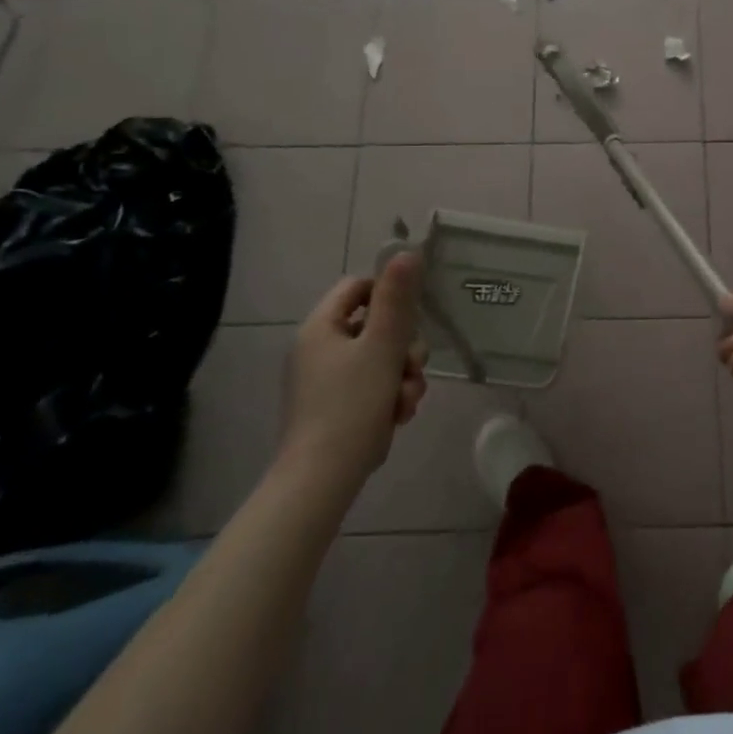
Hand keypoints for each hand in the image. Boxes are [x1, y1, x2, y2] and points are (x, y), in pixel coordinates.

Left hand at [280, 253, 427, 480]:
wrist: (322, 480)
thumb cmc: (351, 406)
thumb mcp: (382, 348)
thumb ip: (397, 301)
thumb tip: (406, 253)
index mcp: (321, 328)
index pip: (357, 287)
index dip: (389, 296)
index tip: (412, 319)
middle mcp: (318, 349)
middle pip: (374, 326)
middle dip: (404, 348)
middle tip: (414, 369)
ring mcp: (324, 381)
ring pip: (379, 359)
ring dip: (402, 376)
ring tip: (406, 402)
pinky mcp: (334, 408)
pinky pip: (370, 387)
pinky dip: (388, 397)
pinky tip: (398, 416)